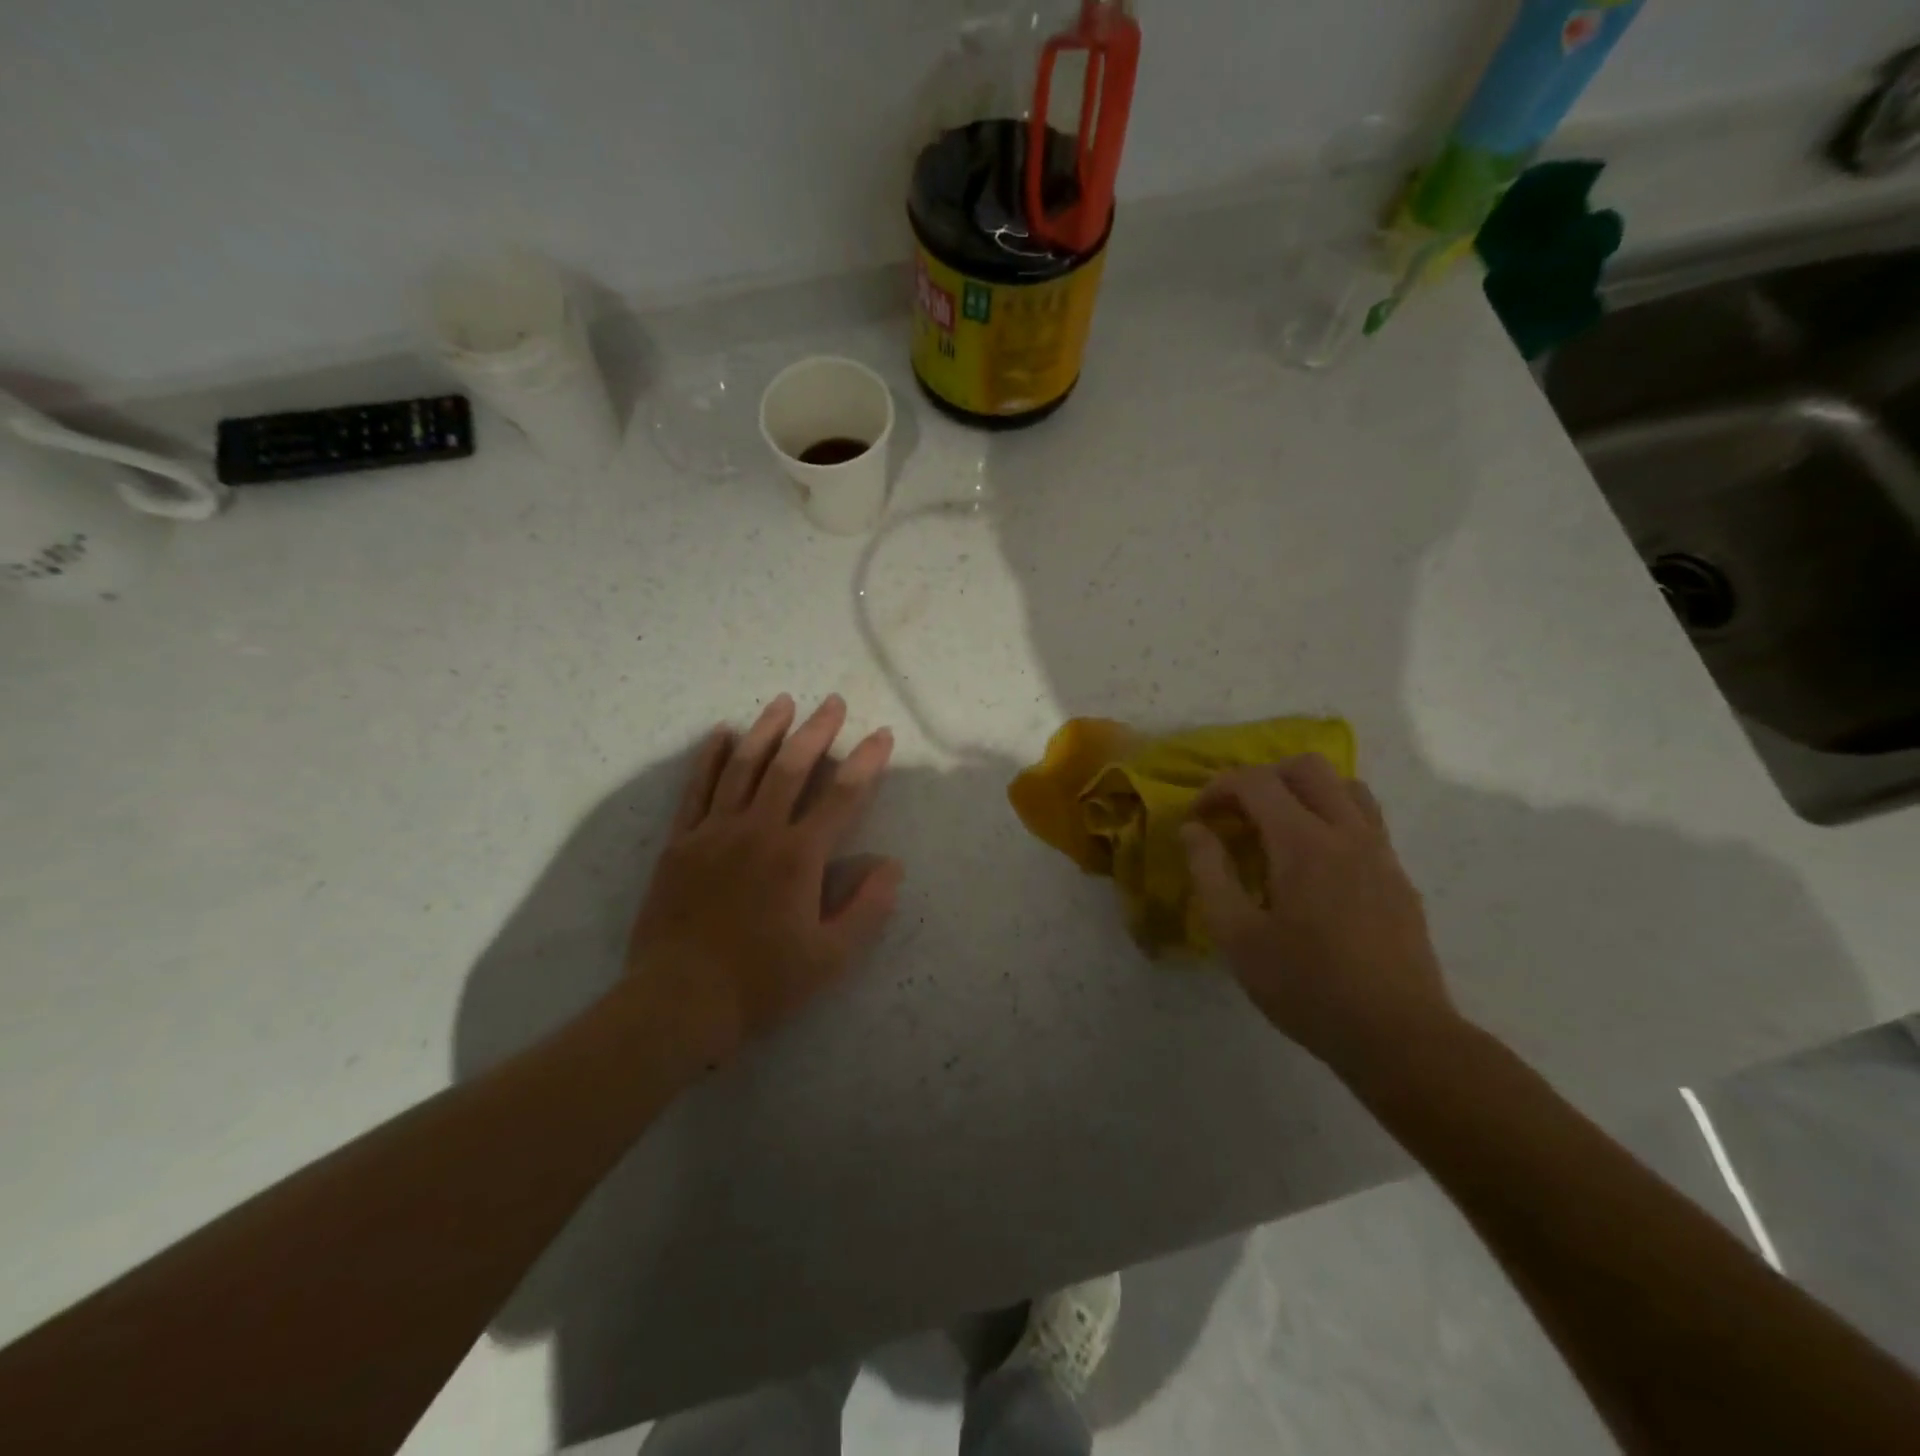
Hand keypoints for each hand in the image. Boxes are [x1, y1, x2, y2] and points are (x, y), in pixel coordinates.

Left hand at [622, 694, 902, 1077]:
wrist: (678, 1001)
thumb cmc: (761, 983)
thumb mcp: (830, 958)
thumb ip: (867, 908)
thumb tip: (892, 865)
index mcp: (799, 857)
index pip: (842, 796)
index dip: (866, 762)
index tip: (880, 736)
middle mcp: (758, 831)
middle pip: (791, 767)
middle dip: (817, 731)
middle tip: (833, 702)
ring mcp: (713, 832)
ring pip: (743, 767)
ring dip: (766, 731)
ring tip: (783, 702)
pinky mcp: (680, 842)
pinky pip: (696, 788)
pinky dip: (709, 757)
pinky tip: (720, 733)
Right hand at [1181, 754, 1457, 1074]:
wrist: (1398, 1036)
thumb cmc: (1306, 987)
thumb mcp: (1237, 936)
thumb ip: (1209, 873)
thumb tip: (1193, 829)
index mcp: (1303, 843)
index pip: (1256, 782)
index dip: (1217, 789)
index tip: (1198, 818)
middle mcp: (1347, 833)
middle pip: (1306, 767)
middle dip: (1262, 778)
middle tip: (1237, 816)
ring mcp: (1380, 853)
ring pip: (1345, 786)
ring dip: (1303, 793)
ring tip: (1276, 830)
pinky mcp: (1398, 877)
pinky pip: (1365, 821)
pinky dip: (1330, 818)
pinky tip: (1313, 867)